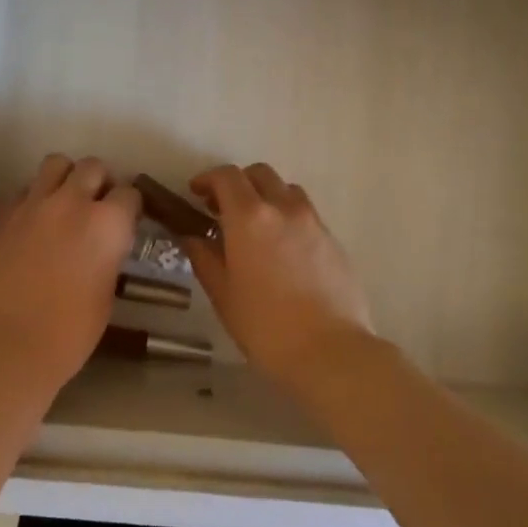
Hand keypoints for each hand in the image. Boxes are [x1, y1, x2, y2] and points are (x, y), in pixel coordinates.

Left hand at [0, 154, 140, 395]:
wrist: (10, 343)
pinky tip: (32, 224)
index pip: (129, 192)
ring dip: (65, 178)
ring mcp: (33, 203)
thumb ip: (109, 253)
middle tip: (96, 205)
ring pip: (55, 164)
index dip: (129, 206)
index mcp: (108, 222)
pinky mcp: (3, 214)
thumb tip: (104, 244)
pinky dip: (33, 200)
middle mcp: (72, 201)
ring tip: (63, 202)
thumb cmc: (72, 330)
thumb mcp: (108, 290)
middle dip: (99, 182)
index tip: (126, 220)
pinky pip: (23, 191)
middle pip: (92, 167)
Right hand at [184, 163, 372, 384]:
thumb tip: (193, 237)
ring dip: (266, 197)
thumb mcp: (223, 295)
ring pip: (286, 190)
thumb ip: (205, 258)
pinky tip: (282, 251)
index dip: (208, 179)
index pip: (227, 176)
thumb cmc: (266, 326)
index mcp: (250, 217)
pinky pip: (306, 214)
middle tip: (222, 210)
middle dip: (238, 183)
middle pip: (259, 174)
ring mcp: (313, 222)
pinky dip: (288, 218)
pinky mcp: (334, 240)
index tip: (196, 194)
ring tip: (255, 227)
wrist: (331, 351)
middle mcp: (284, 208)